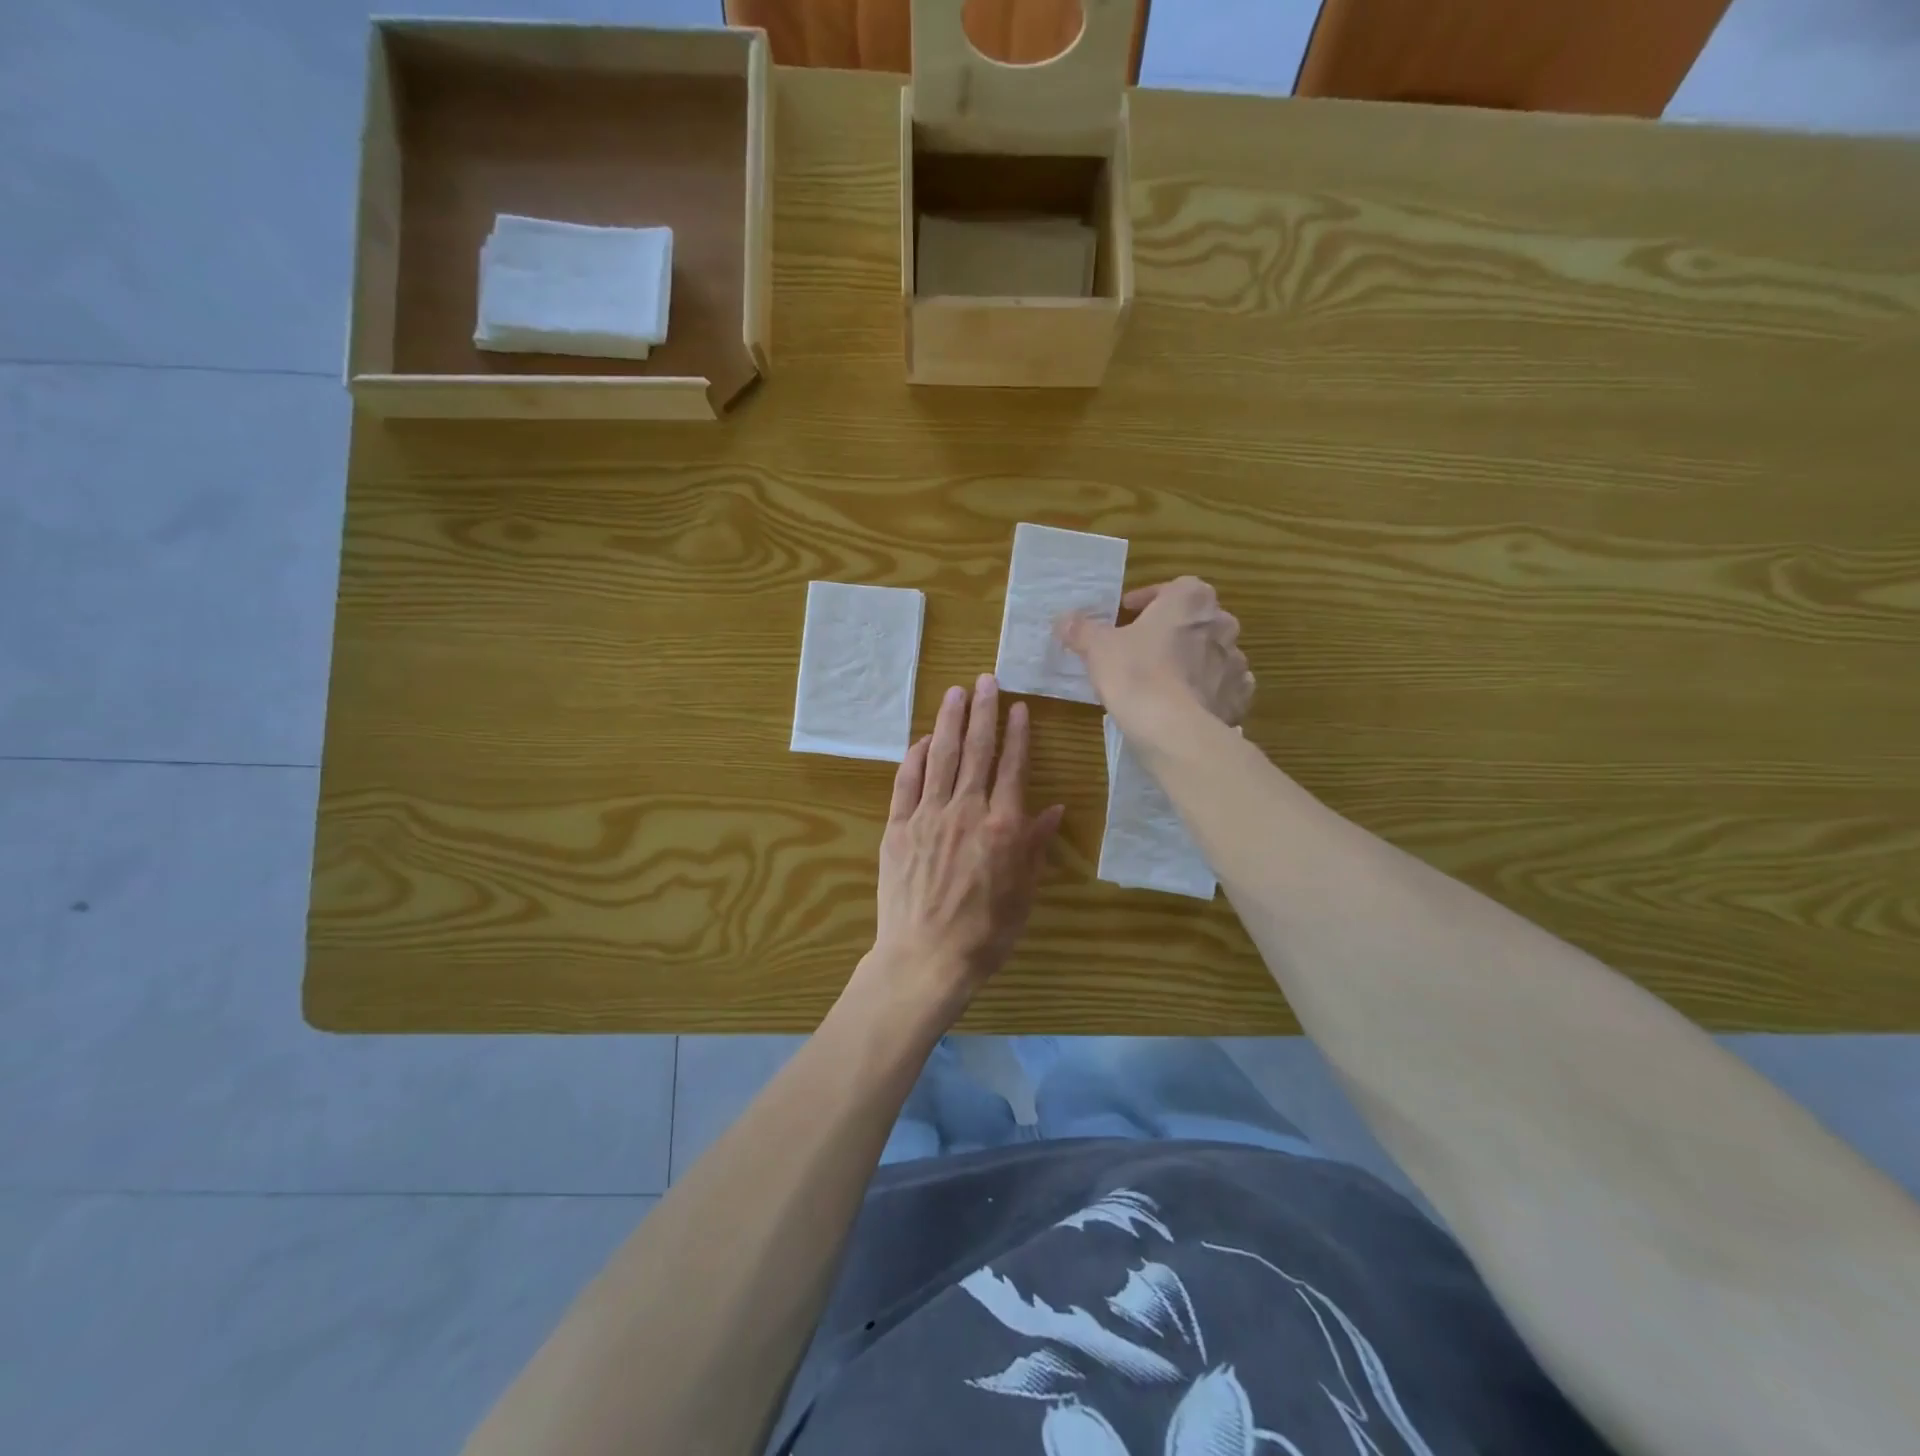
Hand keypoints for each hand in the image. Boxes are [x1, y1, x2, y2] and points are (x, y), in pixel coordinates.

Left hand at [859, 674, 1064, 1022]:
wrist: (925, 958)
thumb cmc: (985, 932)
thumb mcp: (1024, 892)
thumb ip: (1035, 845)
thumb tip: (1052, 807)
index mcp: (1002, 826)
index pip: (1013, 767)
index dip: (1017, 734)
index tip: (1018, 706)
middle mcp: (966, 810)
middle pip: (977, 751)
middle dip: (982, 712)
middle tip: (985, 680)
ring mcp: (927, 816)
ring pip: (941, 757)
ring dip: (949, 722)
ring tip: (954, 692)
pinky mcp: (897, 827)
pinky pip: (906, 783)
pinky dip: (914, 758)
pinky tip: (921, 740)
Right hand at [1058, 576, 1252, 741]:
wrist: (1174, 730)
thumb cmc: (1136, 674)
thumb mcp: (1097, 648)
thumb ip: (1081, 629)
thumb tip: (1064, 620)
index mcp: (1191, 600)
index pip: (1172, 588)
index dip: (1147, 601)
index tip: (1127, 615)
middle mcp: (1222, 624)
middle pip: (1195, 620)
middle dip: (1172, 630)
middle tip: (1143, 648)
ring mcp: (1236, 662)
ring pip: (1212, 654)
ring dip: (1192, 660)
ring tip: (1164, 680)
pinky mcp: (1240, 697)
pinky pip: (1224, 687)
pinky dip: (1208, 690)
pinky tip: (1187, 703)